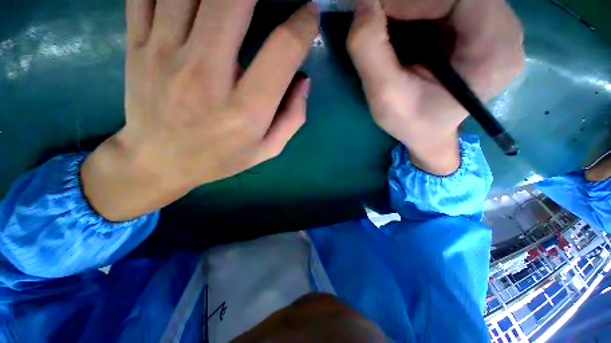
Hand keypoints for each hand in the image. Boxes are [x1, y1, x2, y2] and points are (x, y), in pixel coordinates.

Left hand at [82, 0, 318, 220]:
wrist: (160, 162)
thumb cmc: (221, 158)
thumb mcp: (267, 149)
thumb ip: (292, 118)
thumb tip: (303, 80)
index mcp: (245, 110)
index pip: (282, 50)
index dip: (303, 24)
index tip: (310, 13)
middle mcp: (206, 76)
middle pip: (233, 1)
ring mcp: (164, 55)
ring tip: (236, 1)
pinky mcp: (137, 45)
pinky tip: (195, 0)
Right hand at [347, 0, 523, 174]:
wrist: (427, 134)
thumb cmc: (411, 124)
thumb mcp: (385, 96)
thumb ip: (370, 50)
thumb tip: (363, 2)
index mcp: (495, 48)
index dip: (412, 0)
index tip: (374, 12)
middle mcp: (505, 28)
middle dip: (408, 4)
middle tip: (377, 20)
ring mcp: (494, 25)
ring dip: (410, 7)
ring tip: (387, 31)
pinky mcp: (478, 26)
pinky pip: (445, 4)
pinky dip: (416, 11)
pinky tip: (401, 32)